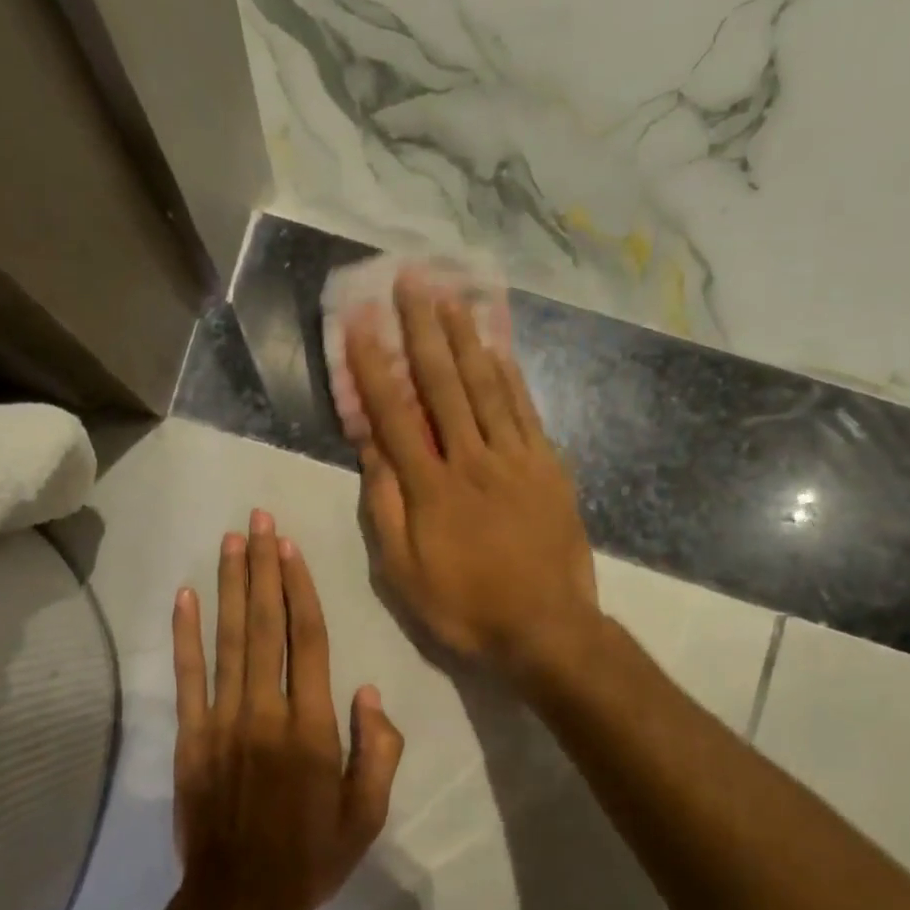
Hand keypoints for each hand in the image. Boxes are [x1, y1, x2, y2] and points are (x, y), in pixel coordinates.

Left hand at [171, 510, 404, 909]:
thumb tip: (368, 689)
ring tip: (230, 541)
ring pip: (229, 640)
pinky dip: (185, 635)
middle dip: (262, 568)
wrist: (239, 903)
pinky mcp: (190, 738)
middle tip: (258, 520)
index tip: (290, 547)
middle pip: (266, 625)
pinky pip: (187, 678)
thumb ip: (379, 749)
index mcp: (313, 727)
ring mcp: (223, 721)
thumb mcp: (368, 814)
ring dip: (230, 586)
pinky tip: (186, 597)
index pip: (308, 640)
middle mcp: (267, 711)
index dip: (299, 588)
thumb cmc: (311, 857)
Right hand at [347, 271, 598, 676]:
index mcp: (430, 487)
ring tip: (451, 295)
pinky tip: (497, 346)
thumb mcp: (403, 571)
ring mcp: (515, 458)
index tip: (362, 321)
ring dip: (466, 337)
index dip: (375, 364)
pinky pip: (525, 410)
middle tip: (410, 280)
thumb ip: (385, 506)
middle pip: (443, 384)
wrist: (546, 628)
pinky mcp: (547, 466)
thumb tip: (370, 448)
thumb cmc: (464, 606)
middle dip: (423, 329)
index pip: (395, 413)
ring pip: (486, 386)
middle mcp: (471, 459)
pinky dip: (509, 374)